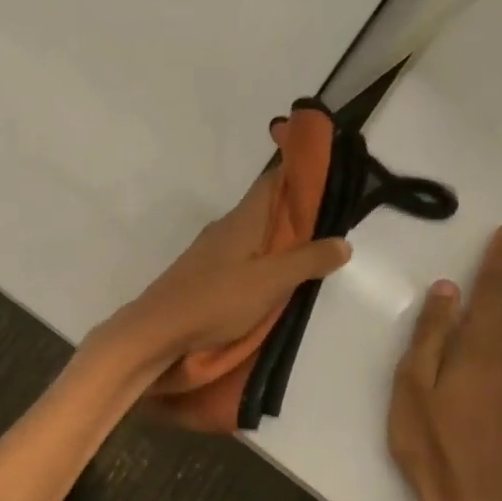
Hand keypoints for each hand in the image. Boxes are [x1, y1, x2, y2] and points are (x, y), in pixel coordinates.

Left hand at [93, 168, 350, 375]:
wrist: (157, 329)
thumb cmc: (216, 300)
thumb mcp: (271, 282)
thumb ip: (307, 261)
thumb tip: (343, 241)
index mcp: (243, 219)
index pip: (273, 181)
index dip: (298, 171)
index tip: (327, 171)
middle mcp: (227, 226)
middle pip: (266, 207)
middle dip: (296, 209)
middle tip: (332, 217)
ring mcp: (213, 249)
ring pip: (254, 233)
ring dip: (281, 236)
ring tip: (312, 247)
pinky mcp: (206, 272)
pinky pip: (243, 254)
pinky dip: (264, 256)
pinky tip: (275, 275)